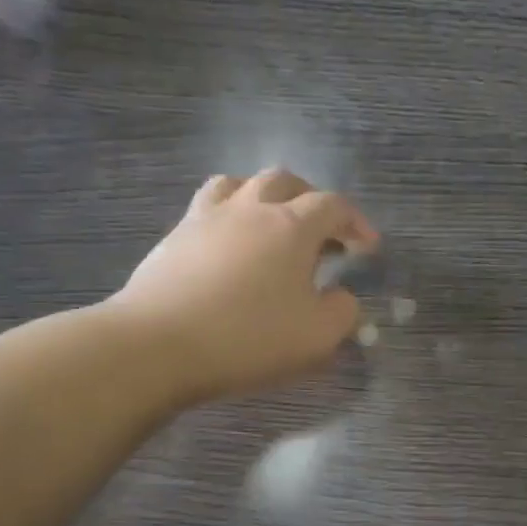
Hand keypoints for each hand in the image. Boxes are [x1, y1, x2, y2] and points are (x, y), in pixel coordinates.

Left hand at [116, 169, 379, 402]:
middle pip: (285, 181)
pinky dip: (228, 217)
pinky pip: (207, 208)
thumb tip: (343, 297)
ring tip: (271, 224)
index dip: (356, 222)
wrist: (158, 344)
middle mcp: (250, 209)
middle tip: (322, 230)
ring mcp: (206, 218)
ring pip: (238, 184)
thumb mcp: (317, 337)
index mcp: (291, 226)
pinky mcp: (174, 238)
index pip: (333, 206)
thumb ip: (343, 313)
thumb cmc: (249, 338)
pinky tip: (229, 247)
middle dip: (310, 199)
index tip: (367, 247)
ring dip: (263, 197)